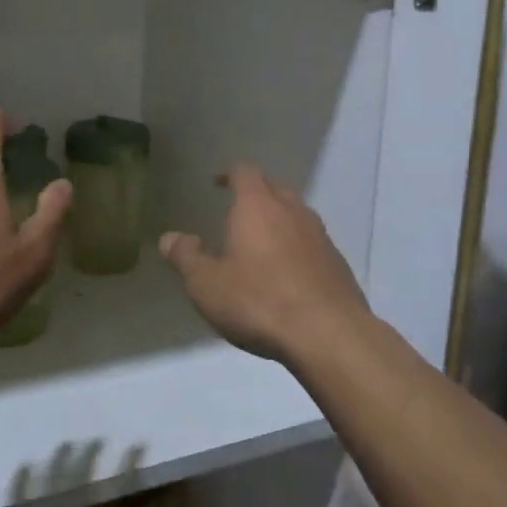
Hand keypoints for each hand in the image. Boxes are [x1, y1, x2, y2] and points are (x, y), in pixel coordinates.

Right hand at [159, 164, 372, 363]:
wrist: (329, 334)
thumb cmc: (259, 301)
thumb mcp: (206, 284)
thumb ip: (185, 257)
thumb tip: (169, 237)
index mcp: (257, 206)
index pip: (245, 172)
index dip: (229, 174)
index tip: (216, 184)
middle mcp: (292, 211)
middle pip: (273, 188)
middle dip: (255, 195)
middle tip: (236, 213)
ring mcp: (319, 235)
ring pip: (296, 214)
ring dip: (278, 221)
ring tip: (261, 244)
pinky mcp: (337, 261)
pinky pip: (311, 242)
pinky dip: (297, 247)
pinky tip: (287, 274)